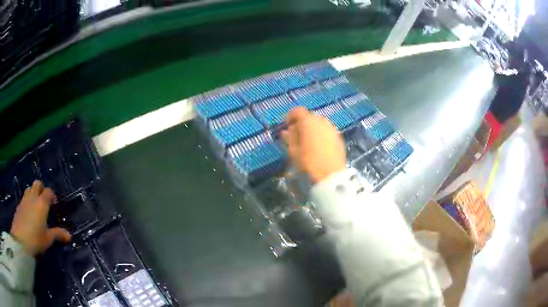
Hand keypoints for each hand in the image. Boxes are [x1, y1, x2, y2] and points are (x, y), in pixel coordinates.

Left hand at [10, 181, 70, 255]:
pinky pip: (24, 198)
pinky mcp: (19, 206)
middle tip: (44, 200)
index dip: (52, 195)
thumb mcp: (48, 239)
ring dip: (33, 193)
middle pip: (37, 184)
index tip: (54, 203)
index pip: (48, 191)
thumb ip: (57, 234)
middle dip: (41, 189)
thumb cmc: (36, 239)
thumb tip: (69, 235)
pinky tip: (28, 213)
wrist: (20, 240)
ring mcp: (24, 200)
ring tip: (36, 206)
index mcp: (42, 203)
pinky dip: (27, 202)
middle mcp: (33, 197)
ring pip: (29, 189)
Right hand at [281, 107, 345, 183]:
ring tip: (307, 142)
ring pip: (319, 124)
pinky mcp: (339, 137)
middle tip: (296, 136)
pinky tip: (318, 147)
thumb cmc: (308, 163)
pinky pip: (327, 131)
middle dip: (301, 123)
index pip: (297, 111)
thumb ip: (289, 138)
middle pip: (309, 116)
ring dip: (312, 129)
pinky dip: (321, 135)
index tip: (286, 126)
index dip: (290, 116)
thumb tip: (285, 131)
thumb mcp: (293, 151)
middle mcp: (322, 121)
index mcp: (308, 122)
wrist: (330, 176)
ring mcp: (332, 128)